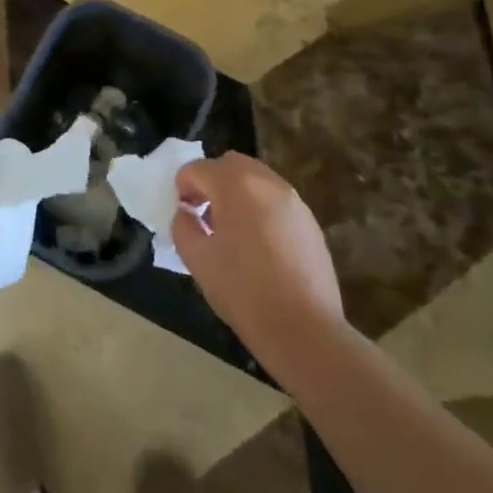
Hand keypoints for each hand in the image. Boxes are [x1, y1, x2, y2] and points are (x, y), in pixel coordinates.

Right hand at [171, 153, 346, 361]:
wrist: (304, 329)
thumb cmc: (243, 291)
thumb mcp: (197, 260)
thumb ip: (183, 227)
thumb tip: (187, 214)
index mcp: (235, 186)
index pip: (198, 168)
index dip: (183, 186)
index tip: (182, 212)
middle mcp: (267, 182)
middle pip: (231, 163)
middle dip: (211, 180)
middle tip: (203, 212)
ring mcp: (294, 200)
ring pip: (256, 179)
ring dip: (237, 192)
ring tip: (230, 229)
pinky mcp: (310, 221)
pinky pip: (276, 200)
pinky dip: (259, 207)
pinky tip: (258, 245)